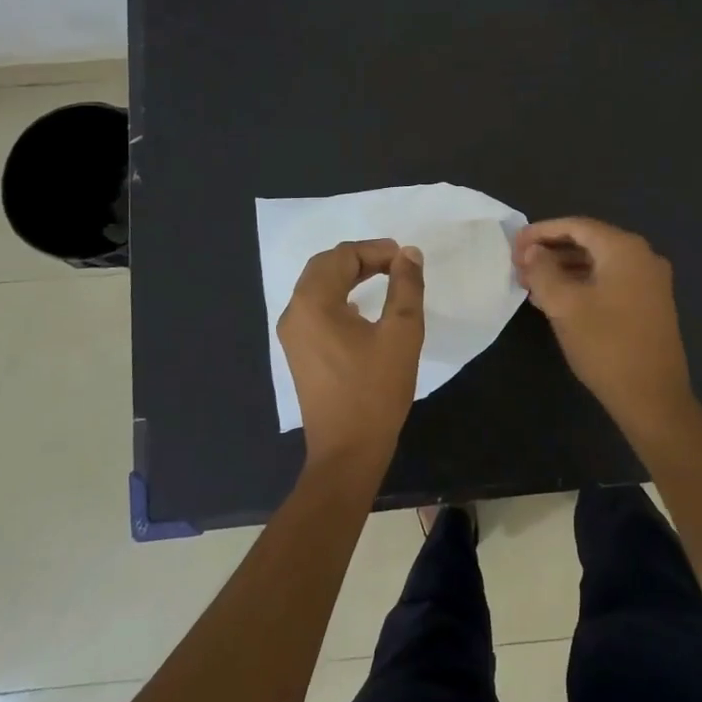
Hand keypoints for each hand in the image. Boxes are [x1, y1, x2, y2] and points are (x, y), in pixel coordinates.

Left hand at [278, 240, 425, 475]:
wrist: (348, 451)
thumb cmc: (376, 390)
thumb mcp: (402, 332)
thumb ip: (406, 286)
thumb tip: (409, 254)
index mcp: (313, 302)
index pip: (342, 256)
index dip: (376, 250)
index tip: (406, 259)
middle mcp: (294, 312)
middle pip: (324, 267)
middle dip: (361, 258)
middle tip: (396, 264)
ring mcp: (292, 335)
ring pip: (318, 287)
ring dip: (349, 276)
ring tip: (384, 278)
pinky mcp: (299, 352)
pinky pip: (316, 309)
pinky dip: (339, 296)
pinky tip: (360, 307)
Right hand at [512, 217, 695, 431]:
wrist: (653, 398)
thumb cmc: (606, 346)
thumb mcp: (564, 305)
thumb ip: (543, 271)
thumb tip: (532, 251)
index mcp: (624, 249)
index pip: (576, 226)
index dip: (541, 232)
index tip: (513, 245)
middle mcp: (643, 256)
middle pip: (589, 242)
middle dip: (551, 251)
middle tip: (519, 265)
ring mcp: (650, 281)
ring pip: (599, 263)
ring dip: (564, 269)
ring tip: (531, 284)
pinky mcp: (650, 304)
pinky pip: (610, 281)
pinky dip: (583, 284)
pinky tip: (557, 300)